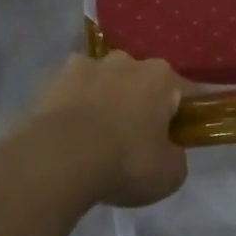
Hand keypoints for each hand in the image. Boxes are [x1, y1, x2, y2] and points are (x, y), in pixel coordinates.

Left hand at [25, 53, 187, 207]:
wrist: (59, 159)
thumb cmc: (125, 162)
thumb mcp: (169, 174)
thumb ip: (175, 155)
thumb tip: (168, 150)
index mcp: (160, 77)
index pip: (184, 92)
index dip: (184, 115)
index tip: (179, 136)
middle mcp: (125, 61)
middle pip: (140, 82)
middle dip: (140, 103)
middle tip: (134, 140)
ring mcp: (84, 66)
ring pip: (102, 82)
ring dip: (103, 101)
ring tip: (94, 138)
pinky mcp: (51, 80)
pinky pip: (70, 93)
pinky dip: (71, 108)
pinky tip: (67, 135)